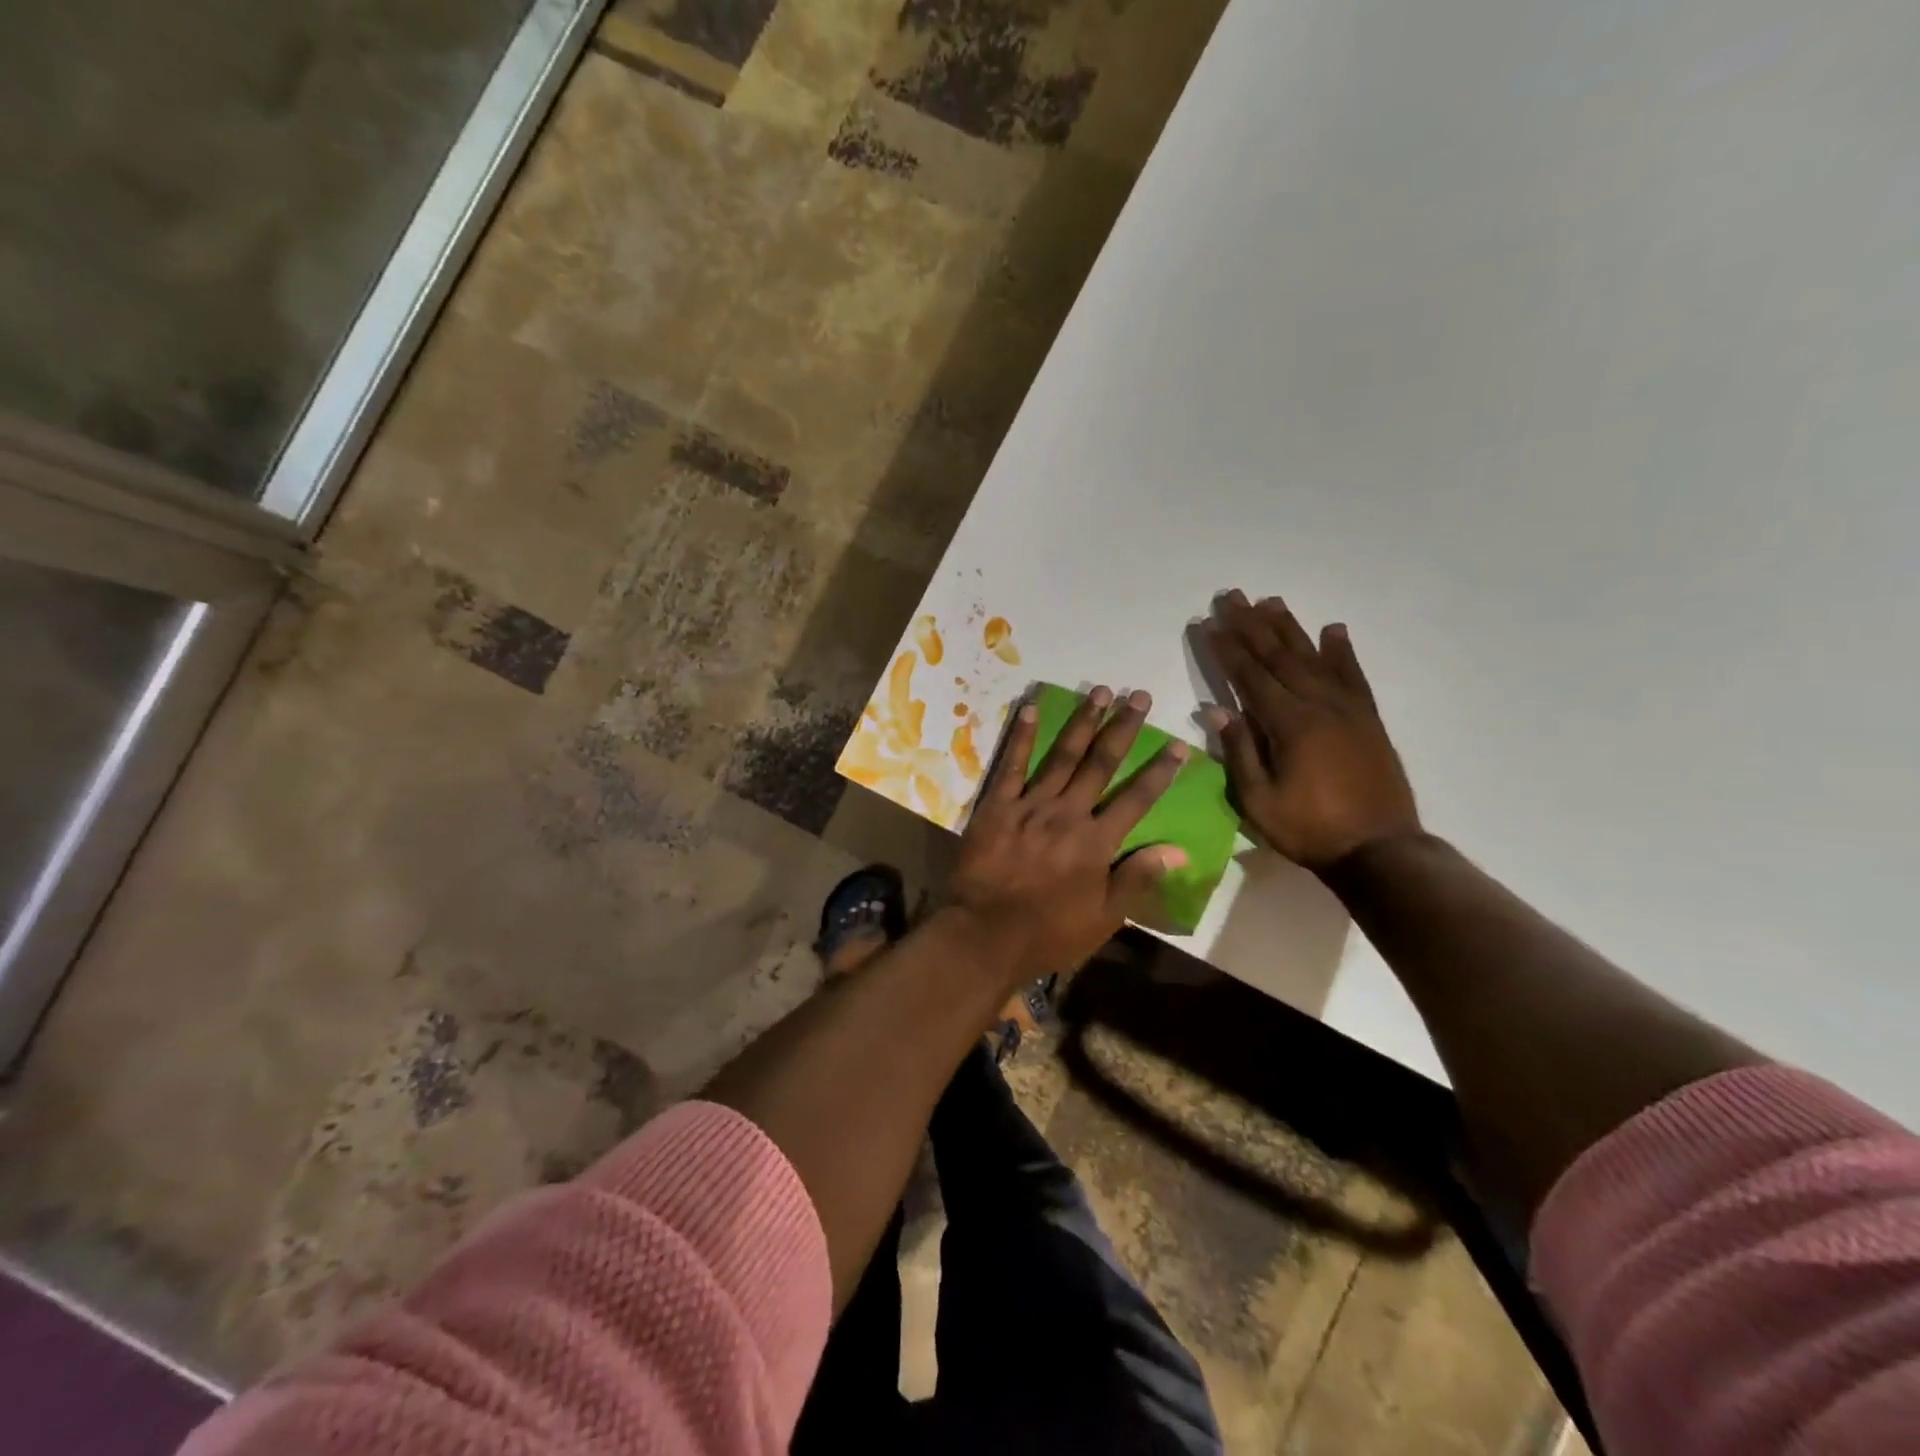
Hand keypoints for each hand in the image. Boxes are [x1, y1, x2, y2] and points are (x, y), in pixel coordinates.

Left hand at [950, 687, 1187, 984]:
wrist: (984, 935)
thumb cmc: (1048, 933)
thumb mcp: (1103, 917)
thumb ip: (1137, 878)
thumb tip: (1178, 850)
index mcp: (1096, 842)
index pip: (1136, 799)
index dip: (1159, 771)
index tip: (1178, 744)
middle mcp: (1067, 814)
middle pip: (1101, 763)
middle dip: (1123, 728)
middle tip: (1138, 695)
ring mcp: (1029, 806)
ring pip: (1061, 755)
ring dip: (1082, 721)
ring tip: (1099, 691)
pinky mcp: (996, 806)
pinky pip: (1011, 765)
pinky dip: (1021, 736)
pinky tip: (1030, 708)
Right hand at [1202, 590, 1419, 871]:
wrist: (1379, 849)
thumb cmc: (1309, 829)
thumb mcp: (1258, 801)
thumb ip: (1238, 752)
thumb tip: (1214, 709)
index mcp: (1289, 724)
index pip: (1250, 676)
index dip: (1227, 649)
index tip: (1208, 623)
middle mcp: (1318, 705)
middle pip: (1279, 656)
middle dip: (1251, 625)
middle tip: (1231, 597)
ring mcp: (1347, 709)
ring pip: (1313, 657)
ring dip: (1289, 628)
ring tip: (1270, 601)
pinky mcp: (1368, 719)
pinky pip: (1353, 675)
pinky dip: (1341, 650)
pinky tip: (1333, 629)